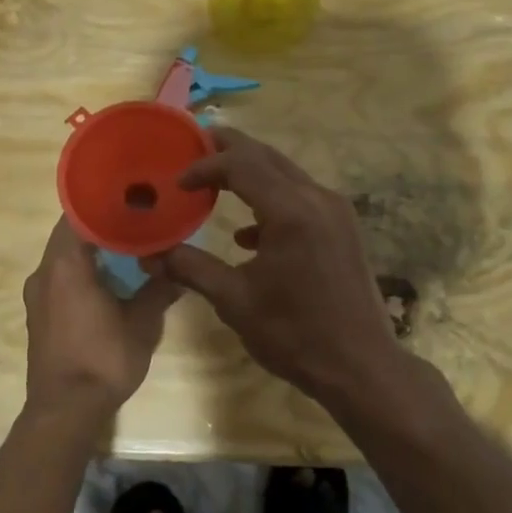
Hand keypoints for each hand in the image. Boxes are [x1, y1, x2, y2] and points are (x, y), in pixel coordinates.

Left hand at [22, 219, 179, 425]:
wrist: (65, 410)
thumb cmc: (103, 360)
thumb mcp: (142, 323)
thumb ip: (158, 290)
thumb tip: (177, 271)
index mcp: (66, 264)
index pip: (78, 214)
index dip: (104, 203)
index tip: (130, 198)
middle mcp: (44, 272)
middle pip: (70, 233)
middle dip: (101, 225)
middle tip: (136, 220)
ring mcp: (37, 294)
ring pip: (64, 256)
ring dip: (91, 250)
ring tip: (127, 247)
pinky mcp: (39, 314)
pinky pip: (60, 278)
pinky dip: (81, 270)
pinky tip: (109, 280)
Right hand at [142, 128, 409, 403]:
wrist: (361, 366)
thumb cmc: (295, 334)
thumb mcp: (235, 301)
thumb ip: (192, 269)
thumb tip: (150, 256)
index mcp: (291, 210)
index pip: (241, 165)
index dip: (205, 166)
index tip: (177, 182)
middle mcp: (317, 198)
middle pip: (266, 157)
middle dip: (229, 149)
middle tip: (194, 145)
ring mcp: (335, 211)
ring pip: (286, 173)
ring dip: (250, 171)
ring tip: (215, 180)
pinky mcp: (342, 228)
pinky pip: (301, 197)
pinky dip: (271, 200)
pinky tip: (249, 234)